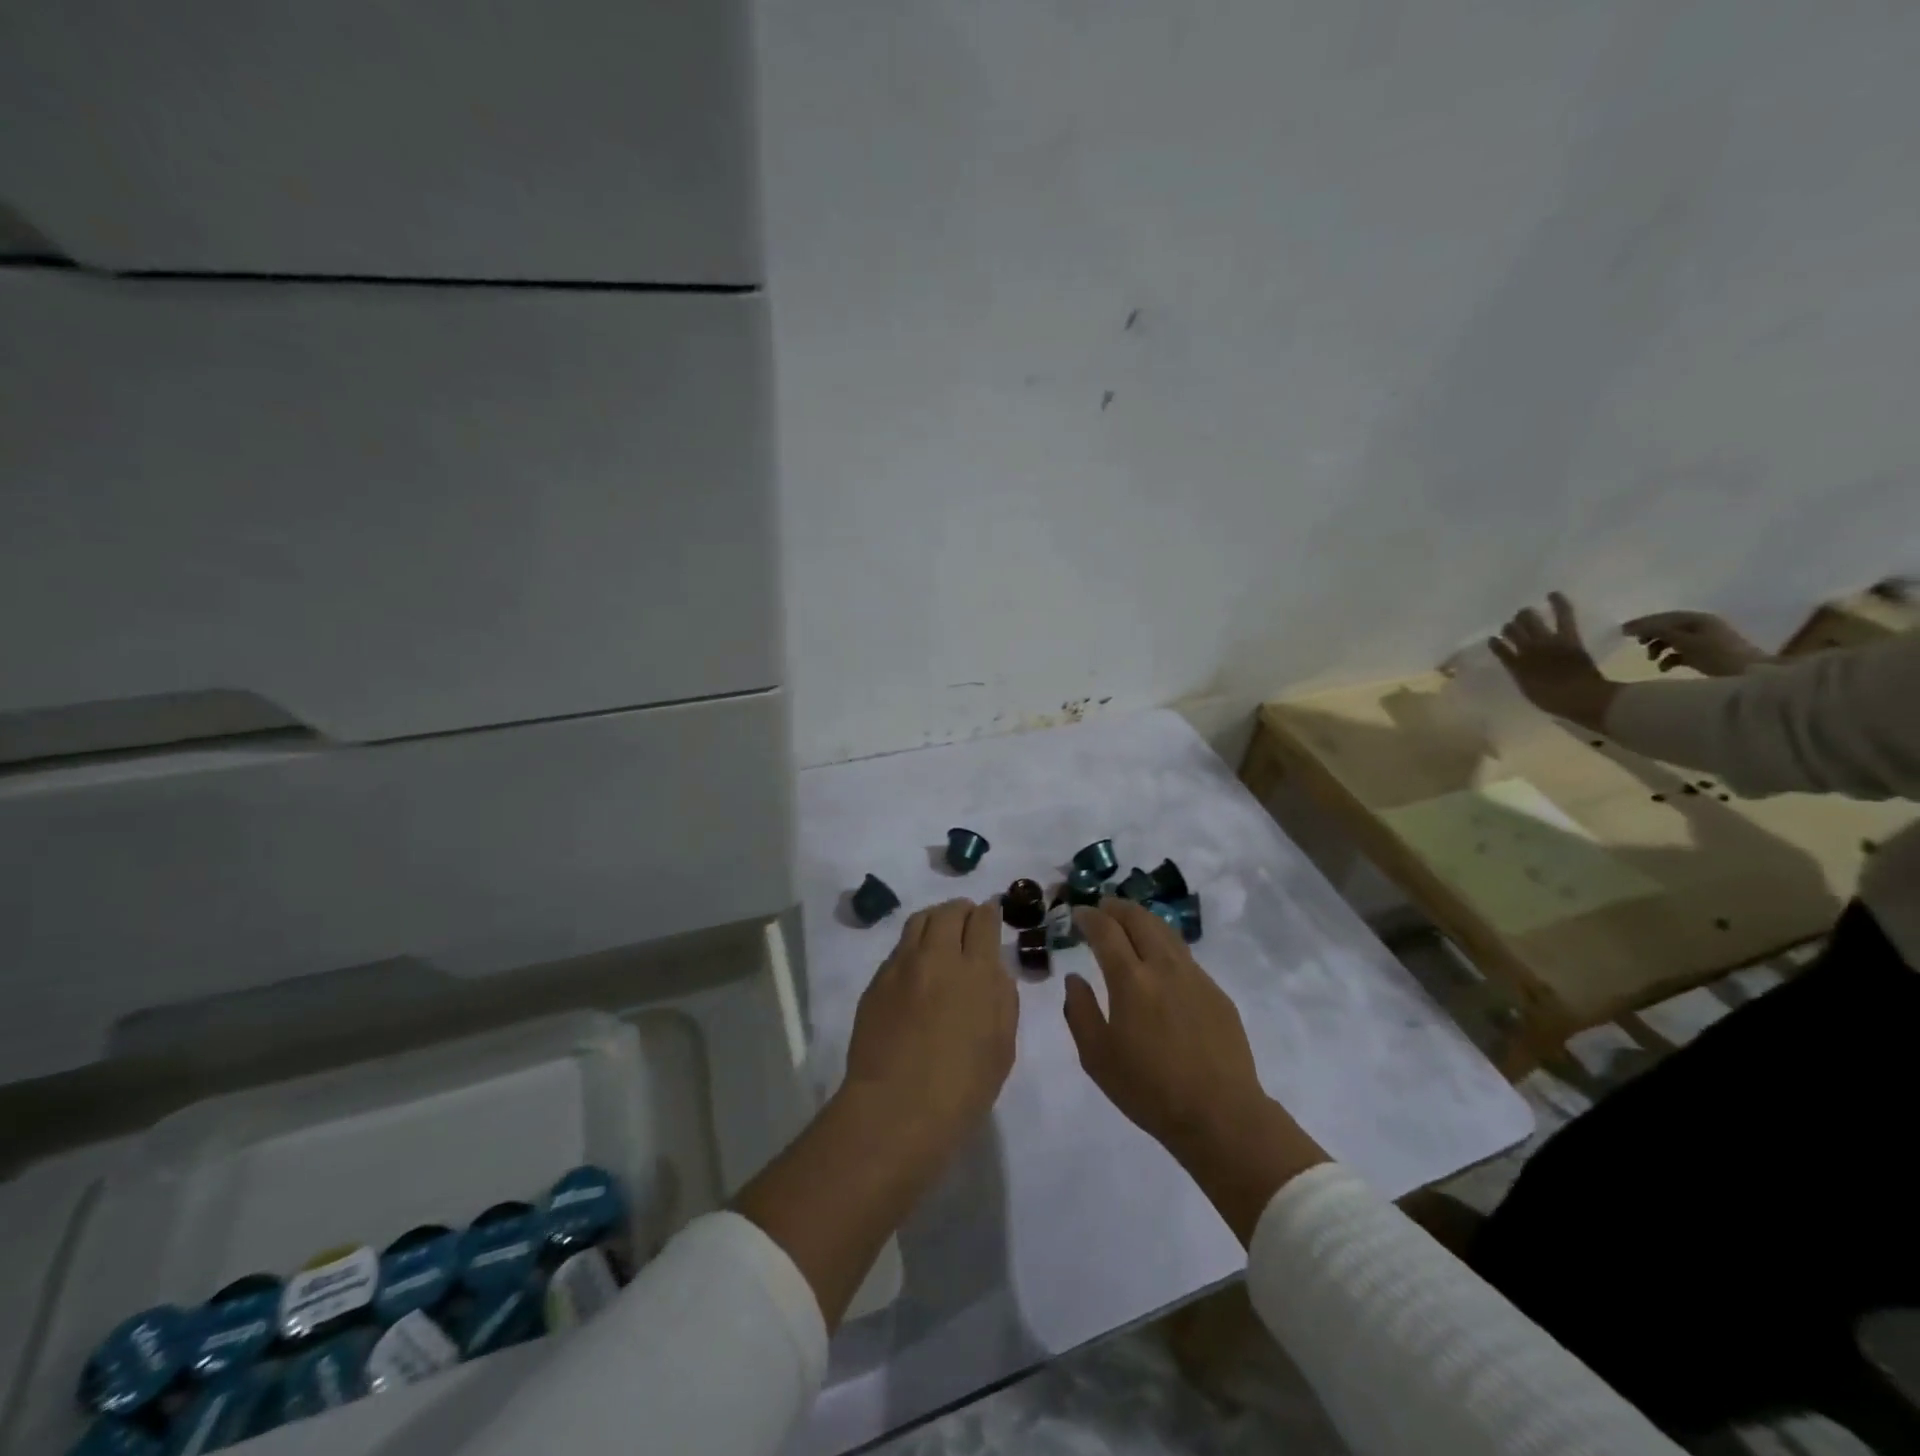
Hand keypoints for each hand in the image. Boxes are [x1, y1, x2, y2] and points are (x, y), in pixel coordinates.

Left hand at [843, 898, 1017, 1142]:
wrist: (896, 1109)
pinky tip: (917, 967)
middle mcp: (938, 957)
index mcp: (976, 972)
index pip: (983, 921)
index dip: (989, 913)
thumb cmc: (962, 1088)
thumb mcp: (1002, 1046)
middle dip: (962, 909)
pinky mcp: (877, 982)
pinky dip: (913, 946)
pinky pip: (898, 949)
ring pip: (919, 921)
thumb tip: (993, 970)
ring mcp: (902, 966)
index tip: (991, 914)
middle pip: (949, 912)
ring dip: (935, 919)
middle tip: (967, 919)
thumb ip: (1002, 998)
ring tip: (941, 932)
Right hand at [1064, 901, 1326, 1244]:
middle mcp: (1164, 966)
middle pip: (1139, 919)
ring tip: (1129, 923)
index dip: (1089, 916)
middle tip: (1102, 908)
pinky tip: (1160, 962)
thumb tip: (1074, 979)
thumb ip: (1079, 1011)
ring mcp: (1195, 977)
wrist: (1220, 1115)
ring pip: (1166, 932)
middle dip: (1117, 907)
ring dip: (1143, 920)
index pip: (1106, 930)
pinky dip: (1164, 945)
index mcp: (1131, 979)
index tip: (1078, 914)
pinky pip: (1185, 956)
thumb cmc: (1149, 1090)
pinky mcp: (1216, 993)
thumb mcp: (1097, 1057)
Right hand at [1489, 592, 1620, 731]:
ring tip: (1524, 612)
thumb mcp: (1530, 691)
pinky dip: (1558, 604)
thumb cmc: (1554, 701)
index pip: (1499, 649)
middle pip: (1513, 630)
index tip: (1494, 640)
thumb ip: (1522, 676)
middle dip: (1512, 626)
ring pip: (1529, 620)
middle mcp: (1525, 650)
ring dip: (1525, 615)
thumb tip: (1519, 668)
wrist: (1581, 698)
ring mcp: (1546, 641)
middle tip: (1513, 626)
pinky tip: (1552, 594)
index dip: (1496, 643)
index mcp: (1515, 666)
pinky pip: (1562, 616)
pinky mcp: (1567, 637)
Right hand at [1623, 610, 1772, 677]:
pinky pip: (1679, 653)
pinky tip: (1664, 667)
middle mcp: (1701, 627)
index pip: (1663, 617)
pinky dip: (1668, 659)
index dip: (1642, 623)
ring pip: (1671, 641)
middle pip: (1667, 628)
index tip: (1621, 632)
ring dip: (1657, 648)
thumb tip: (1632, 628)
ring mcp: (1704, 641)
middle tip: (1636, 644)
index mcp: (1698, 619)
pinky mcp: (1704, 655)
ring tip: (1650, 659)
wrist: (1750, 675)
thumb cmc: (1717, 655)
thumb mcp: (1685, 641)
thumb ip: (1658, 632)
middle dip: (1650, 635)